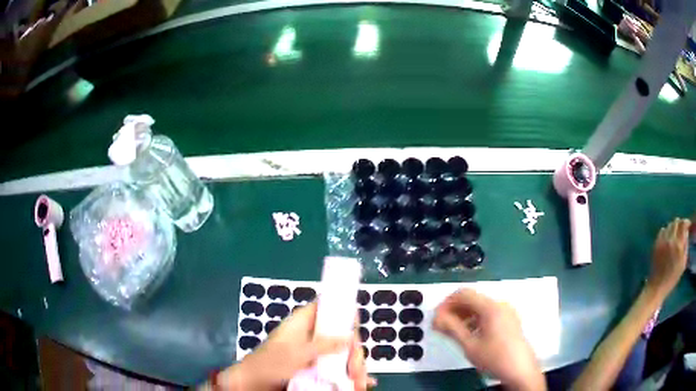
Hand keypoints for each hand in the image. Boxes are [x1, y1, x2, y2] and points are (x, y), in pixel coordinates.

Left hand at [216, 302, 373, 390]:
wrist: (254, 383)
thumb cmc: (270, 364)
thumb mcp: (296, 353)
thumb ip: (323, 344)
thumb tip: (350, 336)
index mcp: (303, 323)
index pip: (326, 307)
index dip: (343, 311)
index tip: (356, 326)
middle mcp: (312, 336)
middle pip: (341, 336)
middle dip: (353, 352)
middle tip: (356, 368)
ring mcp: (315, 354)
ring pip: (342, 354)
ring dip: (355, 368)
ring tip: (359, 383)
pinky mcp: (317, 369)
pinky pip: (338, 369)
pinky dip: (349, 377)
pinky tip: (360, 384)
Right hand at [433, 289, 544, 390]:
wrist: (520, 370)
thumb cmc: (494, 357)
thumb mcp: (470, 345)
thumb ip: (452, 329)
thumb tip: (436, 318)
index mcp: (491, 307)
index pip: (463, 293)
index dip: (446, 303)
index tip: (436, 318)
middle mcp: (500, 304)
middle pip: (472, 299)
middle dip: (454, 309)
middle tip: (441, 326)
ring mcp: (506, 311)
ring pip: (480, 306)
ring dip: (464, 315)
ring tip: (453, 331)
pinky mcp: (509, 319)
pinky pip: (488, 313)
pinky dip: (475, 319)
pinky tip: (469, 333)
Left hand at [647, 218, 691, 297]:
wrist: (657, 287)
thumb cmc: (672, 279)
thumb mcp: (683, 264)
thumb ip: (686, 246)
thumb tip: (686, 232)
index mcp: (679, 245)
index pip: (683, 224)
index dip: (686, 222)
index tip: (688, 225)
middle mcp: (671, 240)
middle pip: (676, 222)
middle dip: (680, 224)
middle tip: (681, 230)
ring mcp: (663, 241)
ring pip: (669, 225)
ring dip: (673, 227)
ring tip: (675, 235)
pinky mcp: (656, 243)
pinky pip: (662, 230)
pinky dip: (666, 231)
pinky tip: (668, 238)